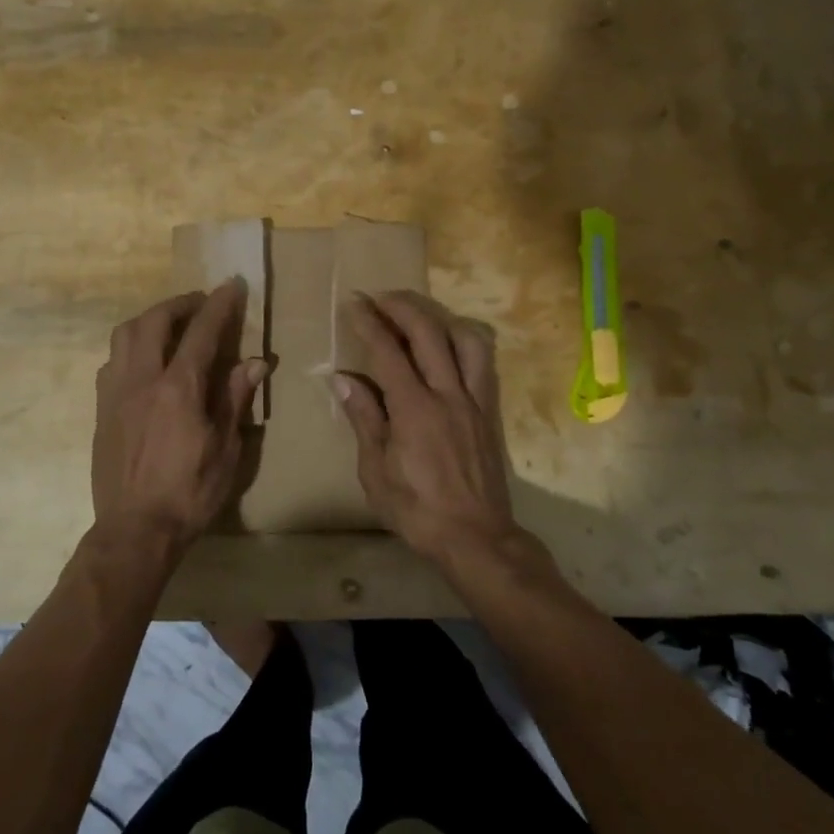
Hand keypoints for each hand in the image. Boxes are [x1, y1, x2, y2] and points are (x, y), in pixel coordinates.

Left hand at [91, 281, 268, 556]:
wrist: (135, 530)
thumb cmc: (189, 492)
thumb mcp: (226, 449)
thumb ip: (236, 399)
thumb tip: (255, 361)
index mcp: (178, 389)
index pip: (202, 331)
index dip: (219, 304)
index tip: (231, 283)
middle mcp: (142, 380)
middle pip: (154, 321)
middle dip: (180, 303)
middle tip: (200, 304)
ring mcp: (115, 393)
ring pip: (124, 335)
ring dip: (150, 320)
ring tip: (170, 326)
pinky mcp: (101, 409)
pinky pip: (112, 361)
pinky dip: (131, 347)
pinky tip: (145, 363)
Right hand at [336, 291, 518, 564]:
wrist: (476, 537)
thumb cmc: (416, 510)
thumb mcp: (376, 471)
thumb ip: (364, 419)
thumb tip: (342, 380)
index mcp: (414, 410)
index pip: (388, 352)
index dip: (369, 322)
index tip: (355, 303)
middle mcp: (447, 395)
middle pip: (428, 333)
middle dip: (402, 307)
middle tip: (381, 297)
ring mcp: (474, 401)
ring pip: (466, 341)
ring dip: (440, 319)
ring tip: (420, 316)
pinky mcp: (490, 412)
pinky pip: (484, 364)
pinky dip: (466, 343)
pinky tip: (451, 346)